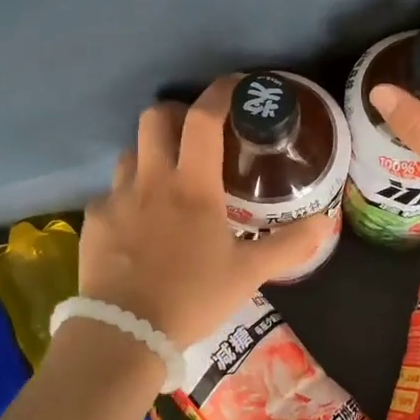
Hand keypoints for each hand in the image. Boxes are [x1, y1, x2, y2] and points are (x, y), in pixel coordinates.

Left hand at [79, 77, 328, 344]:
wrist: (125, 333)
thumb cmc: (193, 296)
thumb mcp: (248, 273)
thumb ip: (288, 245)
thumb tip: (325, 221)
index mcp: (192, 185)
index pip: (203, 119)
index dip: (220, 93)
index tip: (235, 87)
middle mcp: (151, 179)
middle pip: (154, 117)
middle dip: (176, 114)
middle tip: (194, 133)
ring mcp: (117, 198)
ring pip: (129, 152)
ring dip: (149, 153)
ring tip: (166, 179)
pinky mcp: (94, 221)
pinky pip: (110, 194)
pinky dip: (127, 197)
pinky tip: (137, 224)